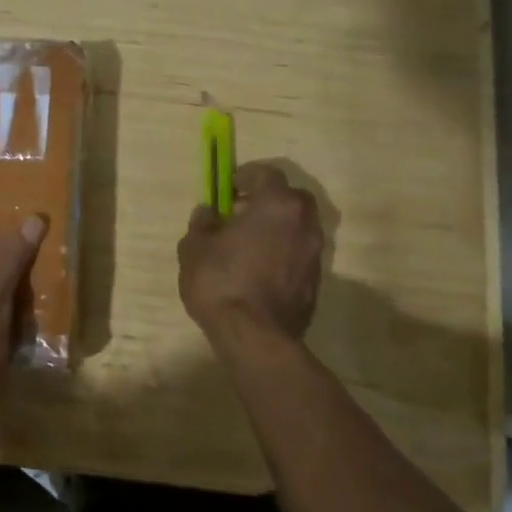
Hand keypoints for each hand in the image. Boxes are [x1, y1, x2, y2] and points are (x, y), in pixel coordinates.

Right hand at [179, 162, 325, 344]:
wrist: (256, 338)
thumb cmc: (221, 282)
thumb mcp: (195, 248)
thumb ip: (202, 224)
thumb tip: (209, 214)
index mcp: (276, 204)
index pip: (266, 173)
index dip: (246, 176)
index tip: (229, 188)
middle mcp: (303, 223)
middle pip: (290, 198)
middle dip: (267, 200)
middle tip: (241, 213)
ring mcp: (315, 253)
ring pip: (298, 227)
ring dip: (277, 228)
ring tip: (249, 244)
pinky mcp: (316, 281)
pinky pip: (299, 253)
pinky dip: (283, 252)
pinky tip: (259, 269)